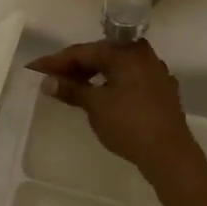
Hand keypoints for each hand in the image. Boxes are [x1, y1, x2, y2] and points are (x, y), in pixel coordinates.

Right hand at [25, 40, 197, 179]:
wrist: (170, 154)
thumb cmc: (129, 124)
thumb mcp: (95, 106)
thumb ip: (71, 89)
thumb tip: (47, 81)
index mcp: (126, 51)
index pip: (84, 51)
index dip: (57, 61)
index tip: (35, 68)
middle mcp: (143, 54)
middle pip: (102, 55)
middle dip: (75, 66)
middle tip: (51, 77)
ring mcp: (156, 72)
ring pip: (117, 67)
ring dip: (93, 75)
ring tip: (72, 86)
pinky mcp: (162, 91)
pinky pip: (130, 79)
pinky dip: (112, 84)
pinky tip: (101, 95)